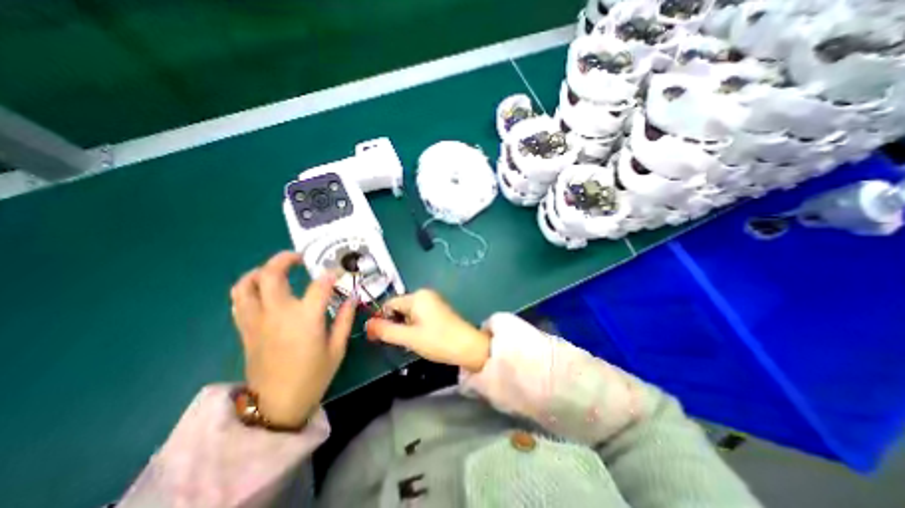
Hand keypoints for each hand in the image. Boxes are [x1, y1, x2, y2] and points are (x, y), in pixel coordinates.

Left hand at [229, 250, 356, 427]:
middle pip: (271, 275)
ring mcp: (257, 321)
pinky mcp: (245, 329)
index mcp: (305, 319)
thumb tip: (352, 297)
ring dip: (261, 271)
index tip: (337, 272)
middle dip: (285, 259)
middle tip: (299, 257)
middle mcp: (278, 314)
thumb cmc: (313, 376)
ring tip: (276, 270)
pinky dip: (249, 288)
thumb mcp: (337, 348)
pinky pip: (239, 300)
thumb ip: (345, 319)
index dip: (331, 275)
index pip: (319, 285)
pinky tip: (263, 290)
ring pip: (247, 284)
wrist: (276, 405)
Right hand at [364, 291, 491, 372]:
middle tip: (399, 342)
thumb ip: (386, 331)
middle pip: (399, 308)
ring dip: (404, 327)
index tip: (376, 337)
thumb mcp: (409, 337)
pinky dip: (414, 326)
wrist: (468, 347)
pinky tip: (420, 338)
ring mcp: (433, 301)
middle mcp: (425, 294)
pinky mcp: (439, 310)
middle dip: (395, 324)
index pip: (389, 304)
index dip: (381, 320)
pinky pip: (419, 315)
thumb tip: (367, 324)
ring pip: (408, 313)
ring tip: (411, 342)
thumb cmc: (438, 340)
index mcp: (417, 296)